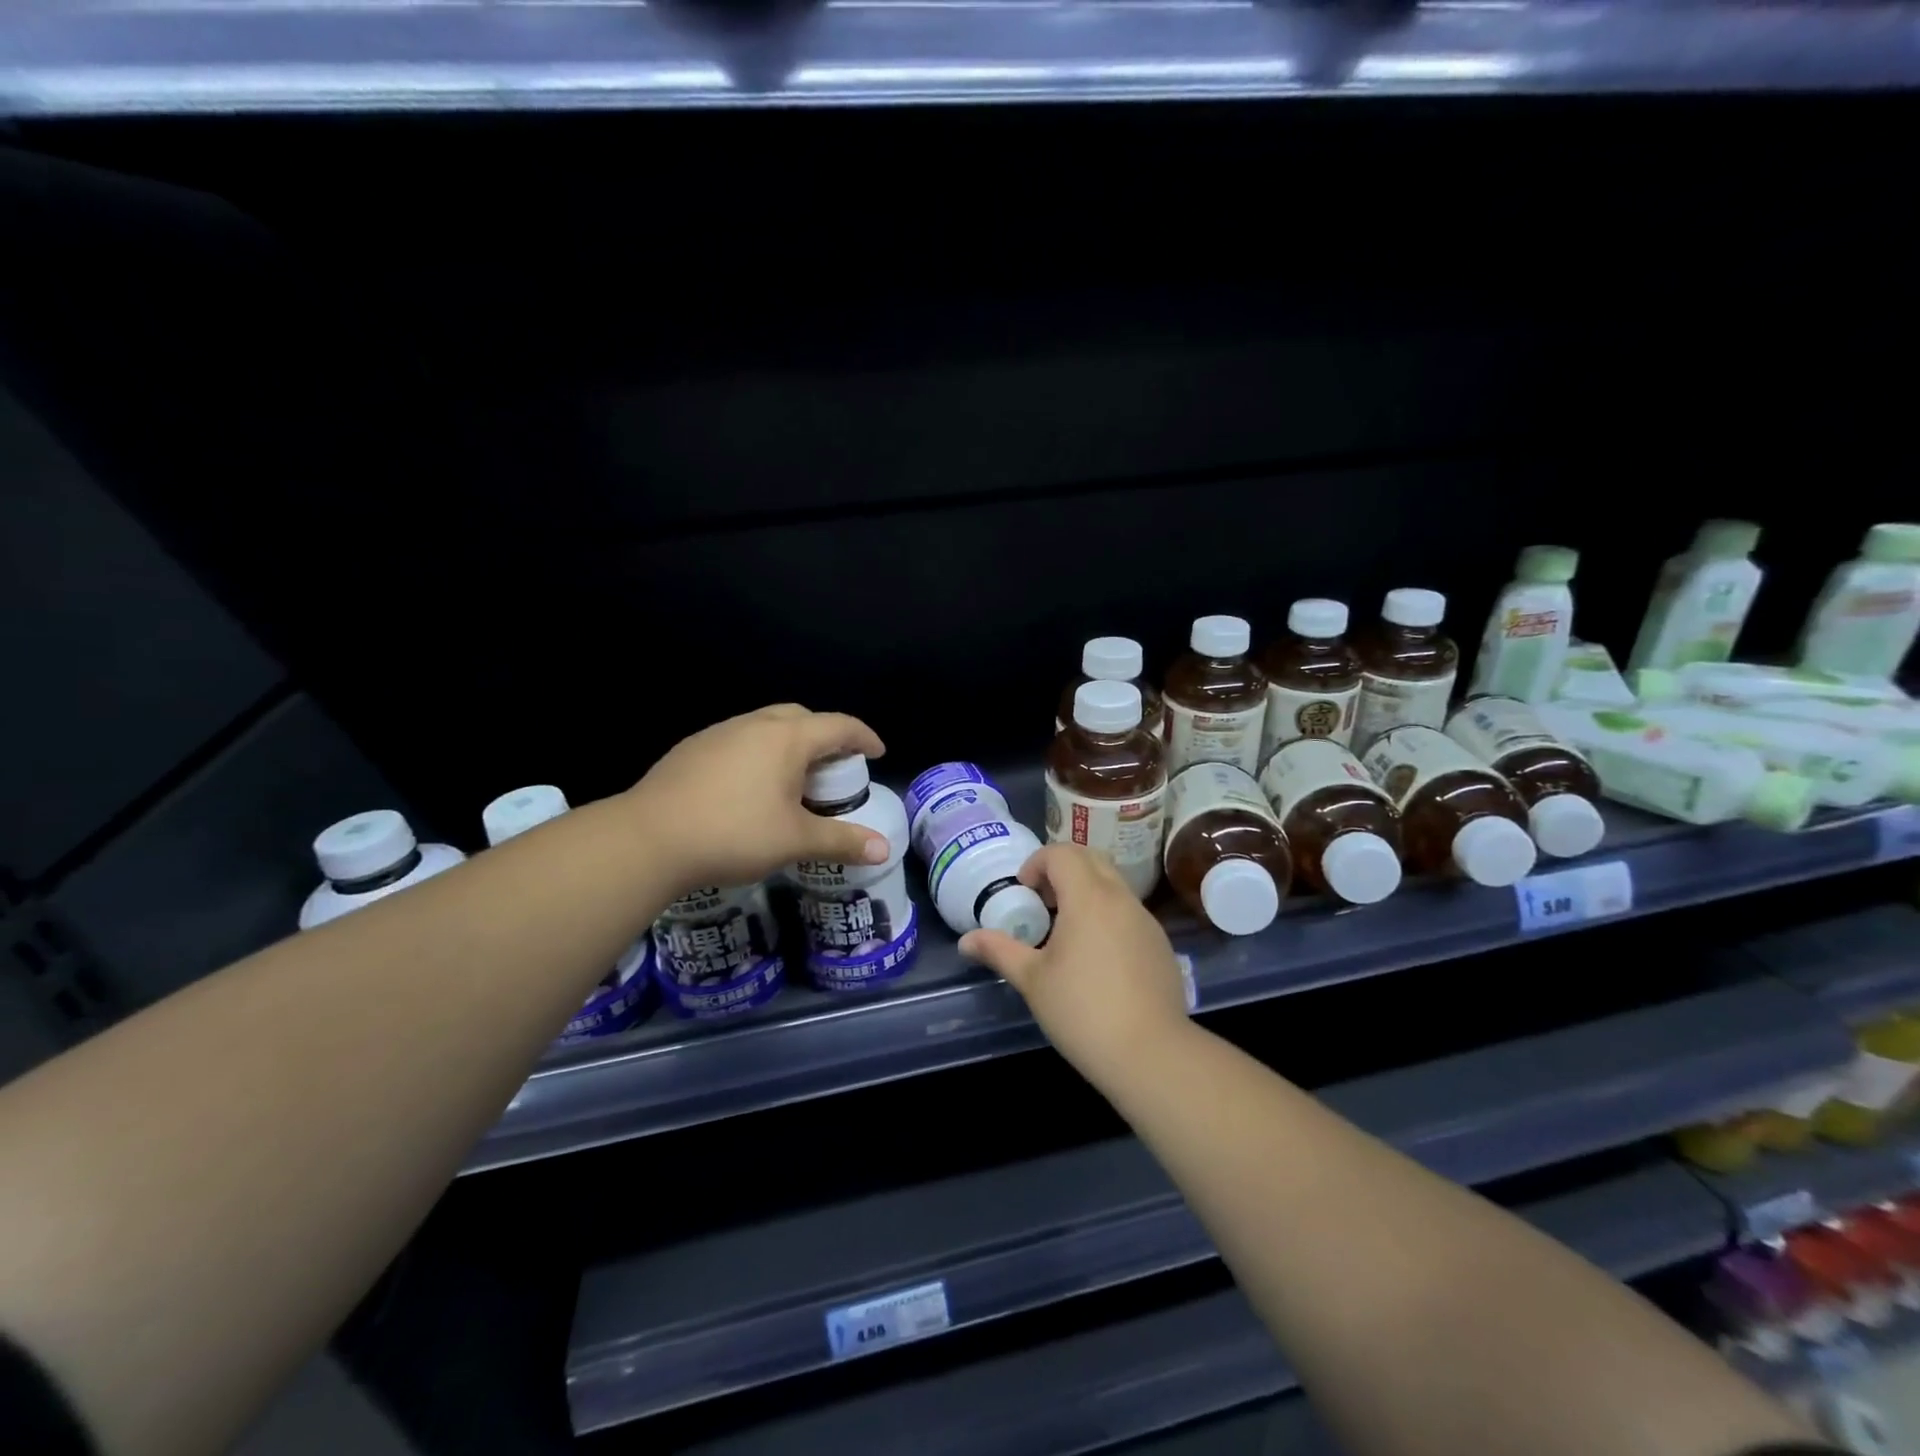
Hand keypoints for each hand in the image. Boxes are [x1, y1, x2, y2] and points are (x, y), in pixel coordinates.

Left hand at [626, 705, 891, 890]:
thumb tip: (883, 850)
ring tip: (793, 779)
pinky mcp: (692, 749)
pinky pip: (738, 740)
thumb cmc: (734, 833)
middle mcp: (754, 725)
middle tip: (834, 767)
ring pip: (766, 726)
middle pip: (801, 717)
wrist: (648, 839)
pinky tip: (749, 788)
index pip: (838, 725)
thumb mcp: (795, 841)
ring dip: (789, 743)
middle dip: (825, 736)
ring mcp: (718, 733)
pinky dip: (758, 754)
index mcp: (787, 738)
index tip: (877, 753)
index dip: (863, 737)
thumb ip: (841, 841)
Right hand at [960, 844, 1189, 1090]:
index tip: (1023, 891)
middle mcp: (1121, 898)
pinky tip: (1096, 958)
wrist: (1151, 1054)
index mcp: (1089, 897)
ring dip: (1086, 891)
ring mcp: (1146, 920)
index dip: (1037, 863)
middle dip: (1062, 869)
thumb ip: (999, 951)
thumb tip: (965, 941)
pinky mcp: (1160, 944)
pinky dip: (1107, 914)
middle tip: (1042, 902)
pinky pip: (1129, 911)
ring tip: (1065, 931)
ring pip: (1113, 884)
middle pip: (1091, 859)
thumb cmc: (1082, 1011)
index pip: (1062, 853)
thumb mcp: (1032, 980)